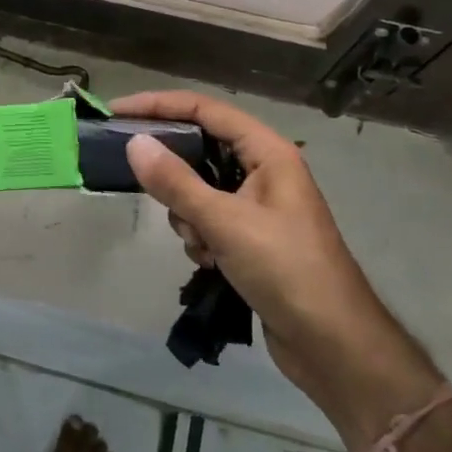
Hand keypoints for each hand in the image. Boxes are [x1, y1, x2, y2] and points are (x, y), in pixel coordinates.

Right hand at [117, 90, 440, 450]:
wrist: (334, 345)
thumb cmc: (286, 270)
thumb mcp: (225, 222)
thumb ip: (176, 182)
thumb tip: (134, 143)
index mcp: (268, 152)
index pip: (205, 110)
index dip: (160, 105)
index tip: (117, 112)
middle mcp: (265, 170)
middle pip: (202, 148)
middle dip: (174, 171)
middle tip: (139, 178)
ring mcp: (259, 206)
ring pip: (201, 188)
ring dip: (189, 213)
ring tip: (200, 242)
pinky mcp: (253, 238)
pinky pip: (210, 220)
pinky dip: (201, 236)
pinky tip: (210, 262)